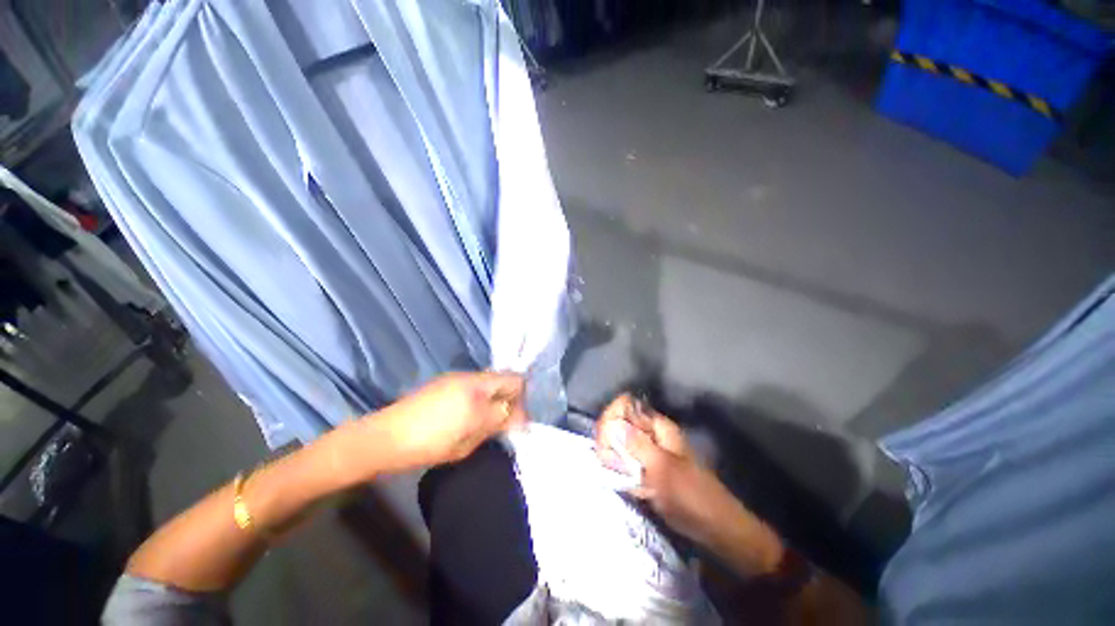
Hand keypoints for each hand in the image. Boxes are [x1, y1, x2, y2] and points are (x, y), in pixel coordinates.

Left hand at [367, 372, 526, 472]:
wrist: (383, 438)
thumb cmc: (427, 445)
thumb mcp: (467, 442)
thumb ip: (496, 424)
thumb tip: (519, 419)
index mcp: (478, 390)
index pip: (516, 382)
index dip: (523, 400)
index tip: (518, 422)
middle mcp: (471, 377)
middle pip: (505, 378)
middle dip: (512, 398)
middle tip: (505, 423)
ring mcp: (457, 377)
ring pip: (491, 381)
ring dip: (496, 397)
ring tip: (487, 421)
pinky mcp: (446, 381)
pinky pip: (476, 384)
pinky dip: (482, 396)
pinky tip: (471, 414)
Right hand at [594, 395, 768, 552]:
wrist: (713, 525)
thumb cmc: (690, 493)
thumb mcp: (662, 467)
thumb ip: (636, 444)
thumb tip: (612, 424)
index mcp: (657, 426)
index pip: (625, 405)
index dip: (612, 417)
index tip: (605, 439)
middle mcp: (650, 433)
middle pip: (618, 423)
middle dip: (609, 440)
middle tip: (609, 462)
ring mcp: (648, 451)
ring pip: (619, 443)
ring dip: (613, 458)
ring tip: (620, 476)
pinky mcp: (646, 469)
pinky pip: (625, 462)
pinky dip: (620, 470)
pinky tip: (625, 483)